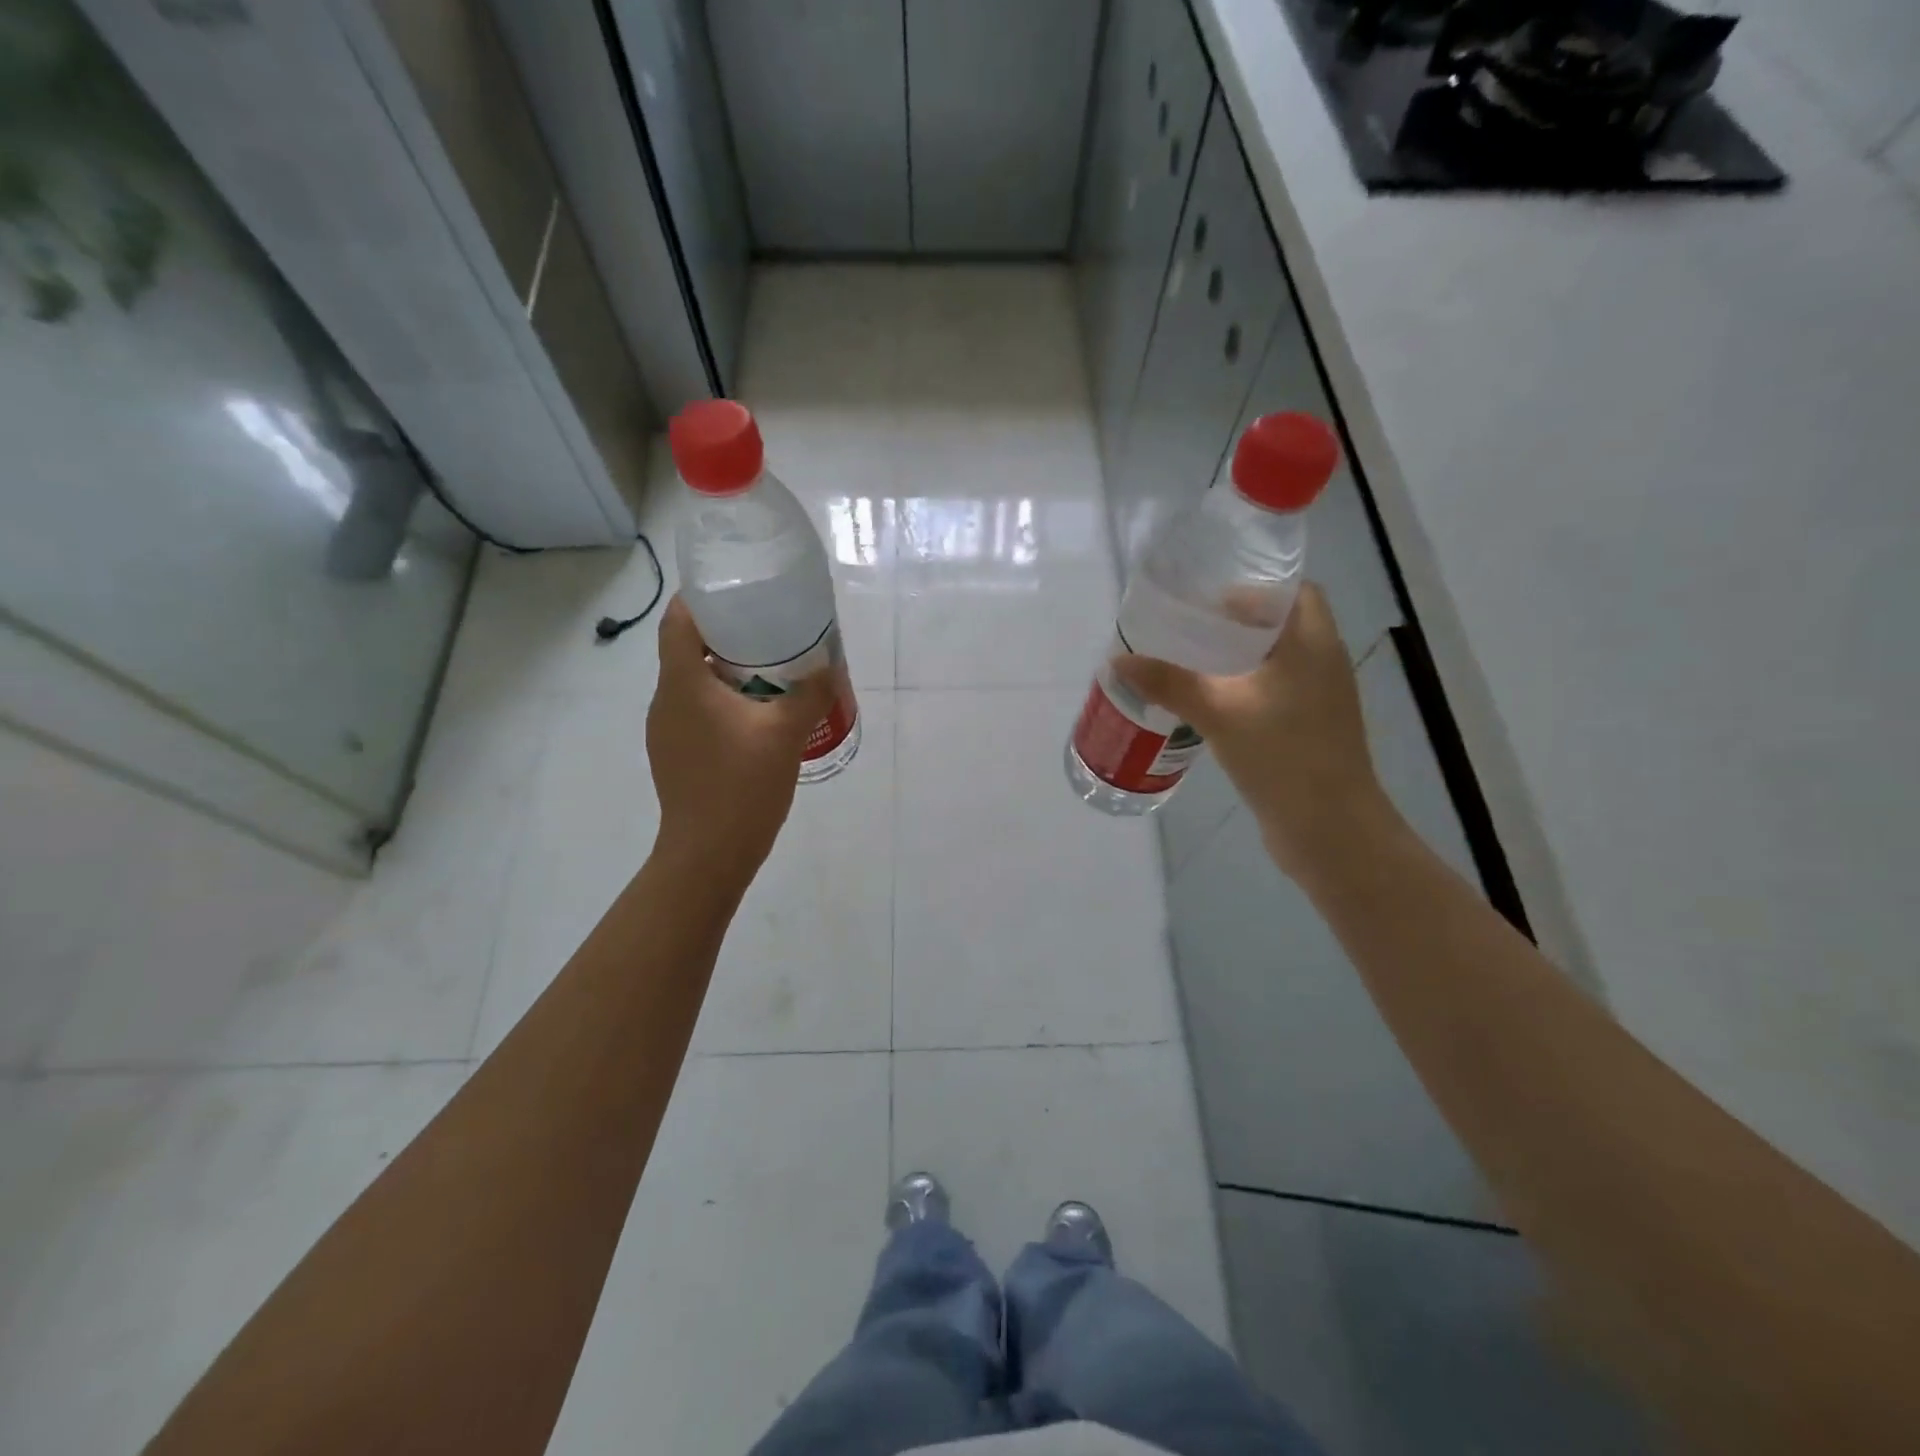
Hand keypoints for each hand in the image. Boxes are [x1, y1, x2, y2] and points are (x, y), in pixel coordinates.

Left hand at [646, 596, 833, 888]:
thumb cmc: (742, 786)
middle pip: (688, 650)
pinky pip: (698, 712)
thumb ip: (810, 693)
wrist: (708, 855)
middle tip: (771, 631)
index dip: (702, 599)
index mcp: (684, 684)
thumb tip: (829, 666)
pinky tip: (758, 718)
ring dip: (728, 671)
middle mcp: (666, 701)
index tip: (738, 591)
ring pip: (694, 683)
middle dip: (727, 635)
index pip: (678, 621)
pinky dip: (724, 702)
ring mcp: (667, 731)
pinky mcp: (676, 755)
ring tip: (772, 672)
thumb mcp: (786, 734)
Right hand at [1116, 584, 1393, 878]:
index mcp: (1313, 645)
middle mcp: (1323, 665)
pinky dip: (1243, 691)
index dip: (1255, 588)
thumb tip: (1119, 660)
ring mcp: (1319, 702)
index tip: (1210, 598)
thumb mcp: (1219, 713)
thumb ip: (1170, 683)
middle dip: (1236, 625)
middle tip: (1187, 629)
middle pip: (1281, 627)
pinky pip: (1273, 695)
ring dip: (1237, 660)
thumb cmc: (1283, 755)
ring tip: (1189, 664)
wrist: (1330, 829)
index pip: (1296, 592)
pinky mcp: (1309, 732)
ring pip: (1276, 664)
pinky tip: (1208, 706)